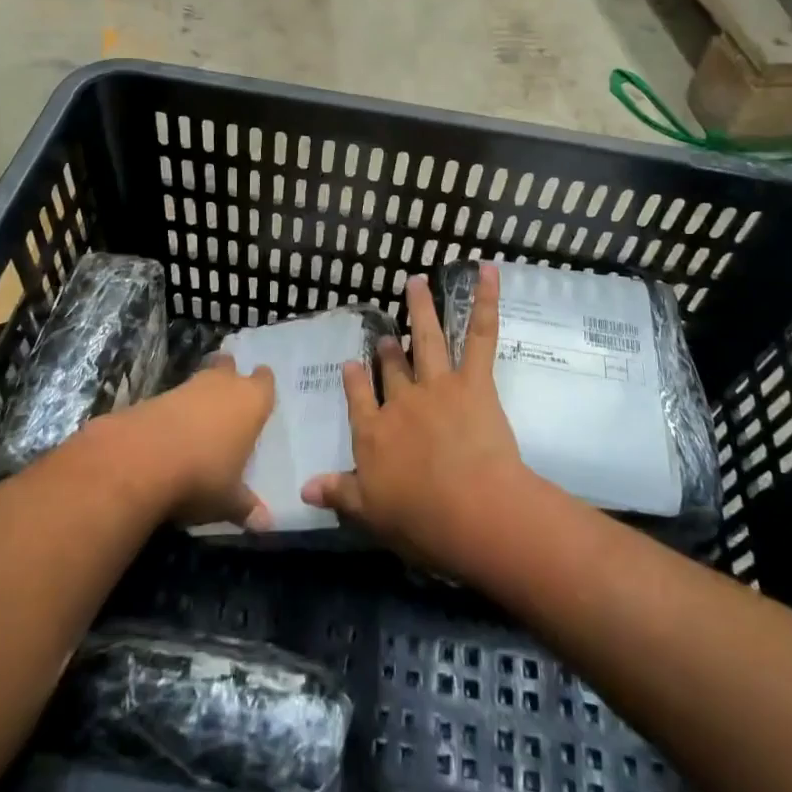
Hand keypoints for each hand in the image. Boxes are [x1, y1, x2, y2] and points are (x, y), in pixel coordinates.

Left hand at [109, 356, 275, 529]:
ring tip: (200, 416)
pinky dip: (174, 411)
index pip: (264, 382)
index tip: (261, 392)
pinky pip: (173, 398)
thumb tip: (265, 525)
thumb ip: (246, 507)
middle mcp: (222, 386)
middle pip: (229, 368)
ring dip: (200, 394)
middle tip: (229, 393)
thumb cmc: (202, 475)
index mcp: (250, 402)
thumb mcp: (228, 500)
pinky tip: (171, 431)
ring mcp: (186, 388)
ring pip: (200, 380)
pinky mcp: (154, 397)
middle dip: (229, 376)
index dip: (263, 385)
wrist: (140, 460)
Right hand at [302, 262, 532, 570]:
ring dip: (422, 308)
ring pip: (427, 340)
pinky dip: (485, 300)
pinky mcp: (473, 381)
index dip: (355, 379)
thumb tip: (304, 487)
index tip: (352, 363)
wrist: (471, 510)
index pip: (359, 399)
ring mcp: (437, 386)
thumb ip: (339, 494)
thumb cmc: (421, 520)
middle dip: (389, 349)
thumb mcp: (370, 514)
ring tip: (416, 282)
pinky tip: (486, 271)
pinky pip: (480, 334)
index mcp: (373, 433)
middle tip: (387, 333)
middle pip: (393, 368)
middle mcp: (401, 401)